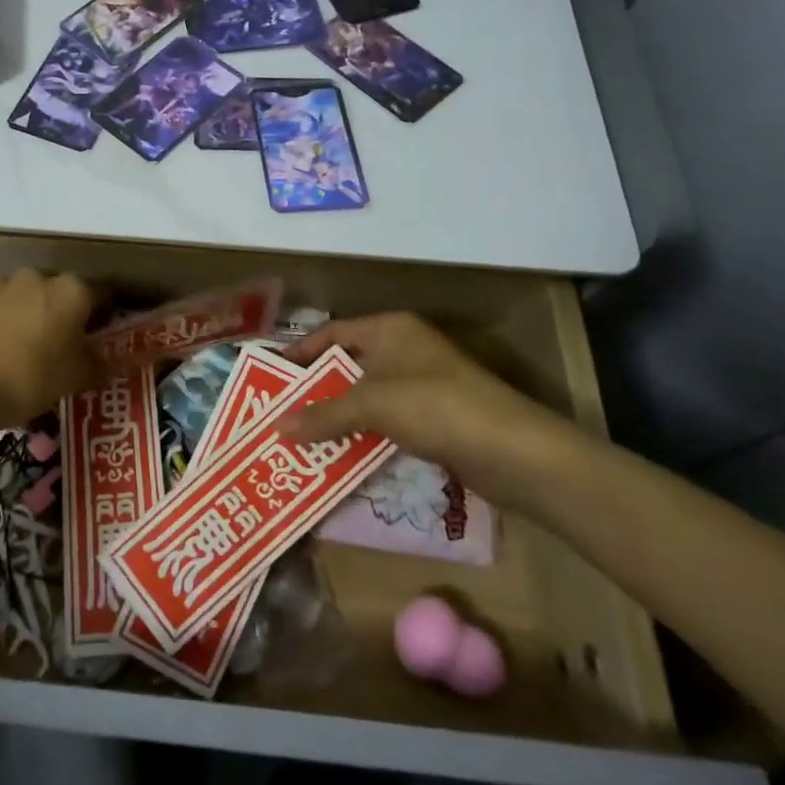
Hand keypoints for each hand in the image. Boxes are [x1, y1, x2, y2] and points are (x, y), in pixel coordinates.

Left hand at [0, 269, 99, 434]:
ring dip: (31, 317)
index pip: (102, 294)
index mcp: (72, 290)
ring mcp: (1, 284)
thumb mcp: (75, 379)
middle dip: (64, 316)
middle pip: (61, 294)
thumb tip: (107, 362)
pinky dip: (2, 324)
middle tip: (63, 349)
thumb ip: (98, 365)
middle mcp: (38, 277)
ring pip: (27, 299)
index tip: (100, 338)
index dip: (105, 316)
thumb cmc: (29, 378)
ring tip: (25, 352)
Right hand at [283, 313, 587, 514]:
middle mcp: (403, 350)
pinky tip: (336, 454)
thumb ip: (323, 415)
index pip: (332, 333)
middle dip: (314, 390)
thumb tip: (276, 427)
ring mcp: (419, 386)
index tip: (270, 376)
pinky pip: (383, 422)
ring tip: (297, 437)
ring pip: (364, 397)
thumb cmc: (436, 406)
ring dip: (335, 417)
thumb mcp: (372, 405)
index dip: (300, 353)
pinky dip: (360, 435)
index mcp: (390, 330)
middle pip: (346, 365)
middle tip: (277, 412)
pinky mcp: (432, 420)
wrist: (514, 452)